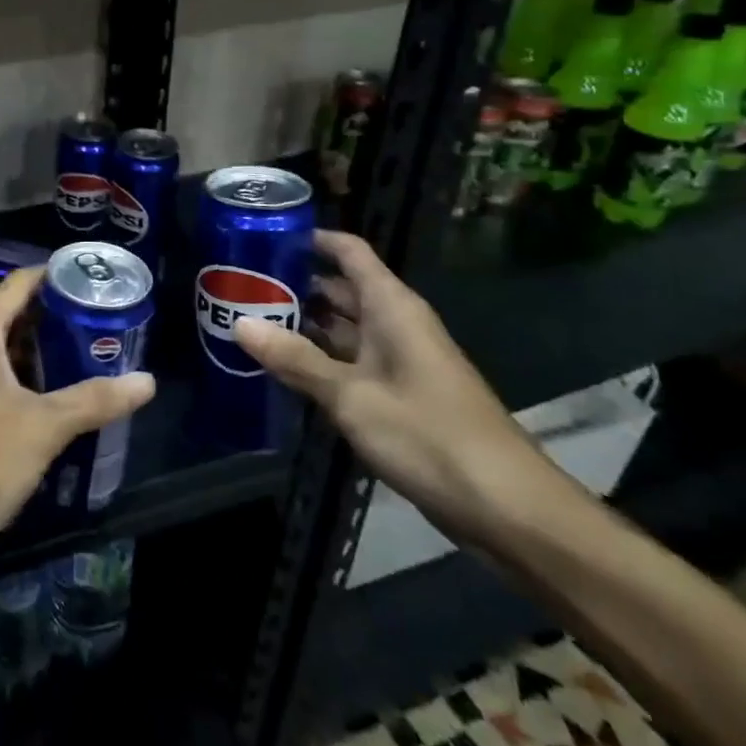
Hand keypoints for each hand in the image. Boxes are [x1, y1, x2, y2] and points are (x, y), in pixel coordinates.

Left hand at [0, 267, 155, 563]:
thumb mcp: (45, 426)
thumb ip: (96, 399)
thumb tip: (148, 382)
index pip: (17, 285)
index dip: (54, 277)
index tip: (92, 279)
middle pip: (6, 314)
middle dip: (50, 317)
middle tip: (97, 320)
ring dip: (34, 350)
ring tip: (82, 354)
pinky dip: (17, 378)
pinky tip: (50, 396)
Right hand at [235, 230, 553, 542]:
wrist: (508, 509)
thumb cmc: (429, 435)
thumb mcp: (351, 396)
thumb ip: (294, 359)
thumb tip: (238, 322)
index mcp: (392, 307)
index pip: (348, 251)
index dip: (310, 239)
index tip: (262, 237)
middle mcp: (395, 324)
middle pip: (339, 289)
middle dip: (293, 285)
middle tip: (237, 286)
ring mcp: (398, 361)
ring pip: (342, 328)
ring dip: (301, 325)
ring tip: (246, 321)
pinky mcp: (398, 395)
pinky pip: (349, 362)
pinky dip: (317, 360)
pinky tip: (280, 368)